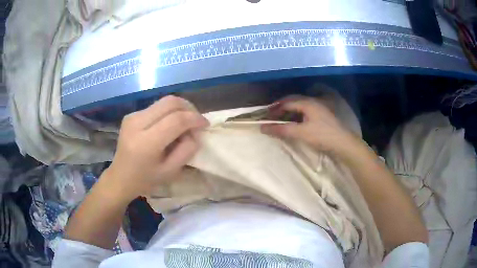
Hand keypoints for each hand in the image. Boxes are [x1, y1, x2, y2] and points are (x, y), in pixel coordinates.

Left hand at [102, 96, 208, 202]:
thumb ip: (187, 150)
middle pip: (170, 102)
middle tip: (197, 120)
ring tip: (186, 122)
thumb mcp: (171, 171)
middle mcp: (137, 123)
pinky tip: (170, 124)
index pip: (176, 120)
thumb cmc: (146, 179)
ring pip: (163, 101)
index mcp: (146, 143)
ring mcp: (132, 117)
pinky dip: (168, 112)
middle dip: (189, 108)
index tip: (205, 124)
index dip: (195, 119)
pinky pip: (156, 107)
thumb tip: (195, 131)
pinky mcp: (131, 115)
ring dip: (179, 108)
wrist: (120, 178)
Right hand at [261, 96, 358, 154]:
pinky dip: (296, 115)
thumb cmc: (322, 136)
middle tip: (271, 114)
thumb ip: (282, 130)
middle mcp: (313, 102)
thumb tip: (263, 128)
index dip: (275, 108)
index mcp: (307, 103)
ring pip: (299, 106)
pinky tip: (294, 122)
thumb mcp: (301, 133)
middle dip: (281, 107)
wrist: (343, 143)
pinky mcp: (321, 116)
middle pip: (293, 101)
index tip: (265, 115)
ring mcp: (318, 108)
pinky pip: (305, 111)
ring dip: (288, 111)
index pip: (287, 102)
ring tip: (280, 118)